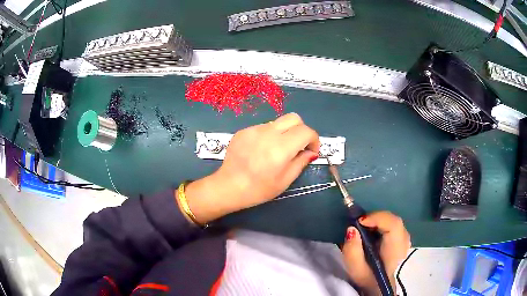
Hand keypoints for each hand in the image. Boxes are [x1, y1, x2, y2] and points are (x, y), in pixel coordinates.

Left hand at [183, 113, 319, 223]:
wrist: (228, 187)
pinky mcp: (243, 130)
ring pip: (278, 122)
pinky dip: (269, 136)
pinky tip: (261, 150)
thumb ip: (301, 162)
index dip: (314, 139)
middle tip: (298, 145)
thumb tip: (311, 152)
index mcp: (280, 149)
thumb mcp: (285, 181)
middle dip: (301, 130)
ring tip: (276, 150)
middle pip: (294, 118)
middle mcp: (268, 134)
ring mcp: (253, 130)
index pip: (306, 131)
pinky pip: (263, 127)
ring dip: (284, 133)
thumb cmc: (258, 190)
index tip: (311, 150)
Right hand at [342, 211, 410, 295]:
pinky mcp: (402, 239)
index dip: (377, 218)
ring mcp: (405, 239)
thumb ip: (352, 250)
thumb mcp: (355, 269)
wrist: (380, 287)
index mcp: (395, 250)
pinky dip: (382, 225)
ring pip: (393, 221)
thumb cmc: (368, 279)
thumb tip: (351, 229)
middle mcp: (404, 241)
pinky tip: (373, 232)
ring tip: (364, 228)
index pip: (393, 225)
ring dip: (378, 221)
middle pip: (393, 220)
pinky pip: (393, 225)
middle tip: (359, 224)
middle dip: (375, 218)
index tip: (359, 222)